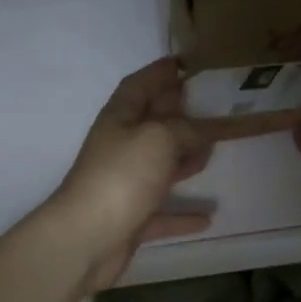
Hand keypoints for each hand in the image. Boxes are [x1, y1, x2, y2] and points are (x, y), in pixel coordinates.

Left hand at [50, 58, 216, 291]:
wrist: (87, 238)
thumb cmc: (121, 176)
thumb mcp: (159, 137)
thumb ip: (186, 128)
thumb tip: (205, 129)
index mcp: (120, 118)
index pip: (140, 85)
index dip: (159, 72)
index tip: (184, 63)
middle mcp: (120, 148)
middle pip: (152, 125)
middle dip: (179, 114)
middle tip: (213, 107)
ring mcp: (124, 185)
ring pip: (159, 166)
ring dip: (184, 160)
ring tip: (213, 152)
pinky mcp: (131, 219)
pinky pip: (162, 213)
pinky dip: (182, 214)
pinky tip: (207, 218)